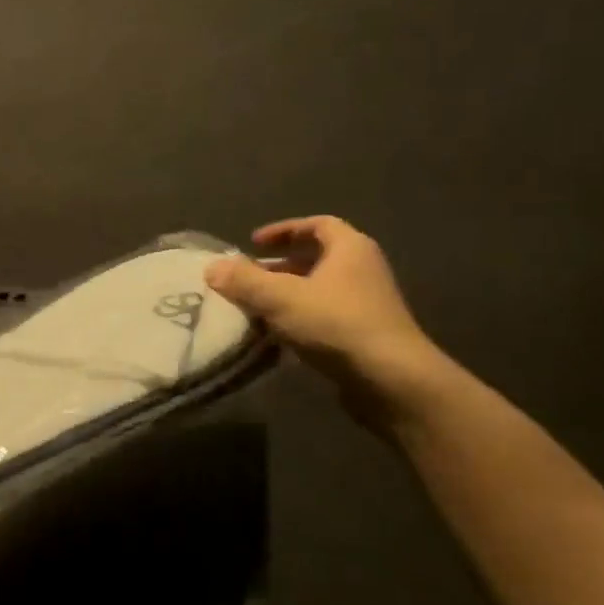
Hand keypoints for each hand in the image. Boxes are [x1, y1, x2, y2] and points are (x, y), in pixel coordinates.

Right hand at [206, 215, 441, 400]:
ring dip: (287, 294)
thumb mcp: (281, 298)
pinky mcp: (365, 334)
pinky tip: (277, 336)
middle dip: (280, 266)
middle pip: (317, 258)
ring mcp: (367, 303)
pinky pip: (325, 316)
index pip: (317, 224)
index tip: (253, 243)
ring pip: (319, 289)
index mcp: (350, 249)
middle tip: (249, 277)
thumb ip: (245, 281)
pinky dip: (299, 319)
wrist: (391, 379)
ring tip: (256, 307)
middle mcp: (363, 269)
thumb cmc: (337, 324)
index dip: (284, 230)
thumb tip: (212, 267)